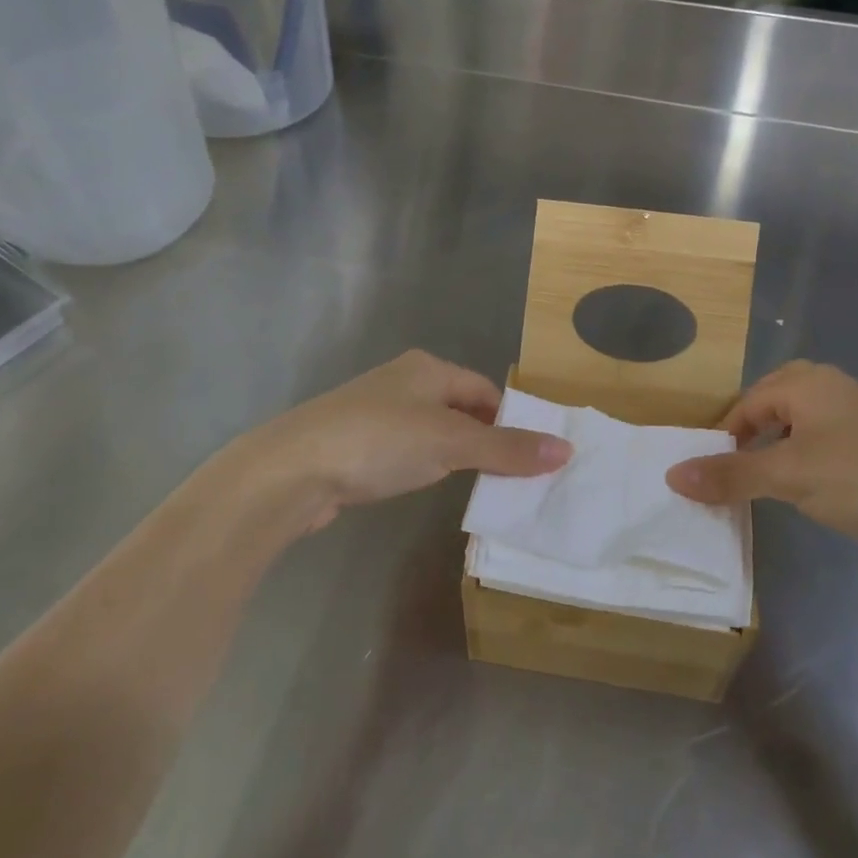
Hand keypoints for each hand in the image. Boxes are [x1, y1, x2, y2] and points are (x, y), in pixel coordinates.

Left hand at [230, 351, 571, 532]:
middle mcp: (403, 383)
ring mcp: (377, 414)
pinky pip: (407, 451)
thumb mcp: (451, 443)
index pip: (485, 390)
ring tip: (481, 488)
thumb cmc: (379, 442)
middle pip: (460, 409)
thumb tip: (566, 450)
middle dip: (486, 439)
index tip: (533, 456)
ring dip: (456, 455)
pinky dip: (425, 467)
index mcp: (428, 369)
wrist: (291, 470)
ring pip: (433, 431)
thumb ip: (506, 448)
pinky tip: (428, 487)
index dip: (511, 419)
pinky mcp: (356, 445)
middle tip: (515, 478)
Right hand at [664, 361, 857, 576]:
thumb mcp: (790, 476)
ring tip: (760, 487)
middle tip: (731, 473)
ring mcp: (857, 424)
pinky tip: (804, 497)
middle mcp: (831, 393)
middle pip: (772, 406)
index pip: (746, 403)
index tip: (709, 475)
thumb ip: (730, 475)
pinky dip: (803, 470)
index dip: (723, 437)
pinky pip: (822, 453)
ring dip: (775, 454)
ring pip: (798, 430)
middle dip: (748, 437)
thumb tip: (671, 474)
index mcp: (808, 383)